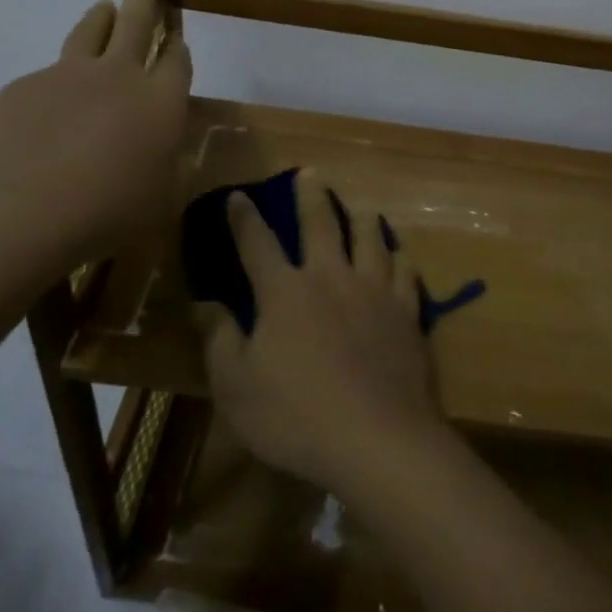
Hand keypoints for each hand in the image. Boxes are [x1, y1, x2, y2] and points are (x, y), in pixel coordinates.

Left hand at [0, 0, 191, 262]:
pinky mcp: (22, 87)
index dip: (179, 46)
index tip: (177, 38)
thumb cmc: (107, 213)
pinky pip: (45, 75)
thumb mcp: (159, 195)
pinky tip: (47, 107)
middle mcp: (117, 76)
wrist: (20, 215)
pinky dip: (55, 80)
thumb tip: (160, 144)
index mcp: (160, 100)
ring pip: (89, 31)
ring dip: (101, 16)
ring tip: (104, 7)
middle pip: (137, 22)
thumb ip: (164, 159)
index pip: (177, 59)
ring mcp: (66, 76)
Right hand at [200, 169, 450, 496]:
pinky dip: (398, 256)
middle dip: (311, 194)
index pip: (257, 242)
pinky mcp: (407, 310)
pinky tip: (398, 254)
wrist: (377, 438)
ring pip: (370, 236)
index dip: (244, 217)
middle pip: (320, 222)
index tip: (239, 196)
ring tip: (361, 207)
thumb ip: (219, 339)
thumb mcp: (236, 387)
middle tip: (310, 173)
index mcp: (285, 291)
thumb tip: (204, 302)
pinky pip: (405, 270)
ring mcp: (374, 290)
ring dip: (362, 216)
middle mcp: (330, 276)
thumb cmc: (296, 417)